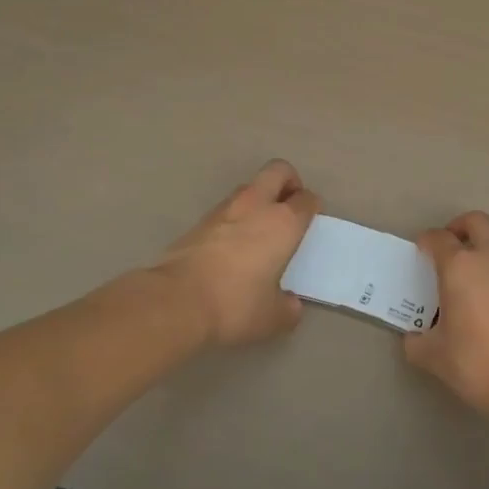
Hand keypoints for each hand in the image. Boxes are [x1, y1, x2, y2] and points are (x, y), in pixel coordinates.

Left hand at [155, 159, 319, 345]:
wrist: (176, 301)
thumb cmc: (235, 304)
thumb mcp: (272, 317)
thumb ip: (287, 308)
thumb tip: (290, 304)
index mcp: (283, 223)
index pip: (306, 199)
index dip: (312, 207)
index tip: (310, 221)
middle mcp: (256, 206)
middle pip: (278, 171)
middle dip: (288, 181)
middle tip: (290, 206)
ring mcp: (224, 209)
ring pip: (249, 188)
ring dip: (259, 199)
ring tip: (260, 229)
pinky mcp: (199, 221)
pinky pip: (227, 209)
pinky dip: (235, 218)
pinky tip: (232, 246)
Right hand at [403, 212, 488, 420]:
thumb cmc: (477, 361)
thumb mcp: (435, 356)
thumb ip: (418, 342)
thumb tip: (415, 338)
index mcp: (460, 266)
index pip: (439, 238)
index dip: (426, 242)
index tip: (420, 253)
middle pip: (476, 222)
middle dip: (459, 227)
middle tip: (447, 248)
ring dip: (479, 252)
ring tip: (463, 282)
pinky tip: (483, 304)